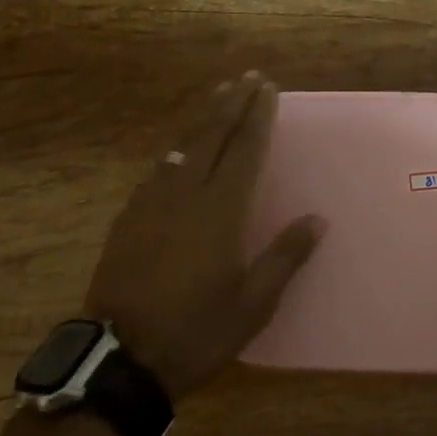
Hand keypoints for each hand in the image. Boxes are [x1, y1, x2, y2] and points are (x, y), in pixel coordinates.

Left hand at [86, 72, 324, 402]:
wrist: (118, 359)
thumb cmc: (195, 331)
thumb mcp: (252, 305)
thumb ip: (285, 257)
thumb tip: (318, 219)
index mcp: (221, 210)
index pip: (245, 149)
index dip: (258, 116)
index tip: (268, 88)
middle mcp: (187, 193)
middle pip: (213, 134)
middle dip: (232, 102)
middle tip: (247, 76)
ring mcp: (154, 202)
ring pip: (184, 144)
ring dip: (205, 117)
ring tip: (219, 95)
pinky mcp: (130, 216)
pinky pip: (160, 168)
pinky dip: (178, 148)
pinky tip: (180, 148)